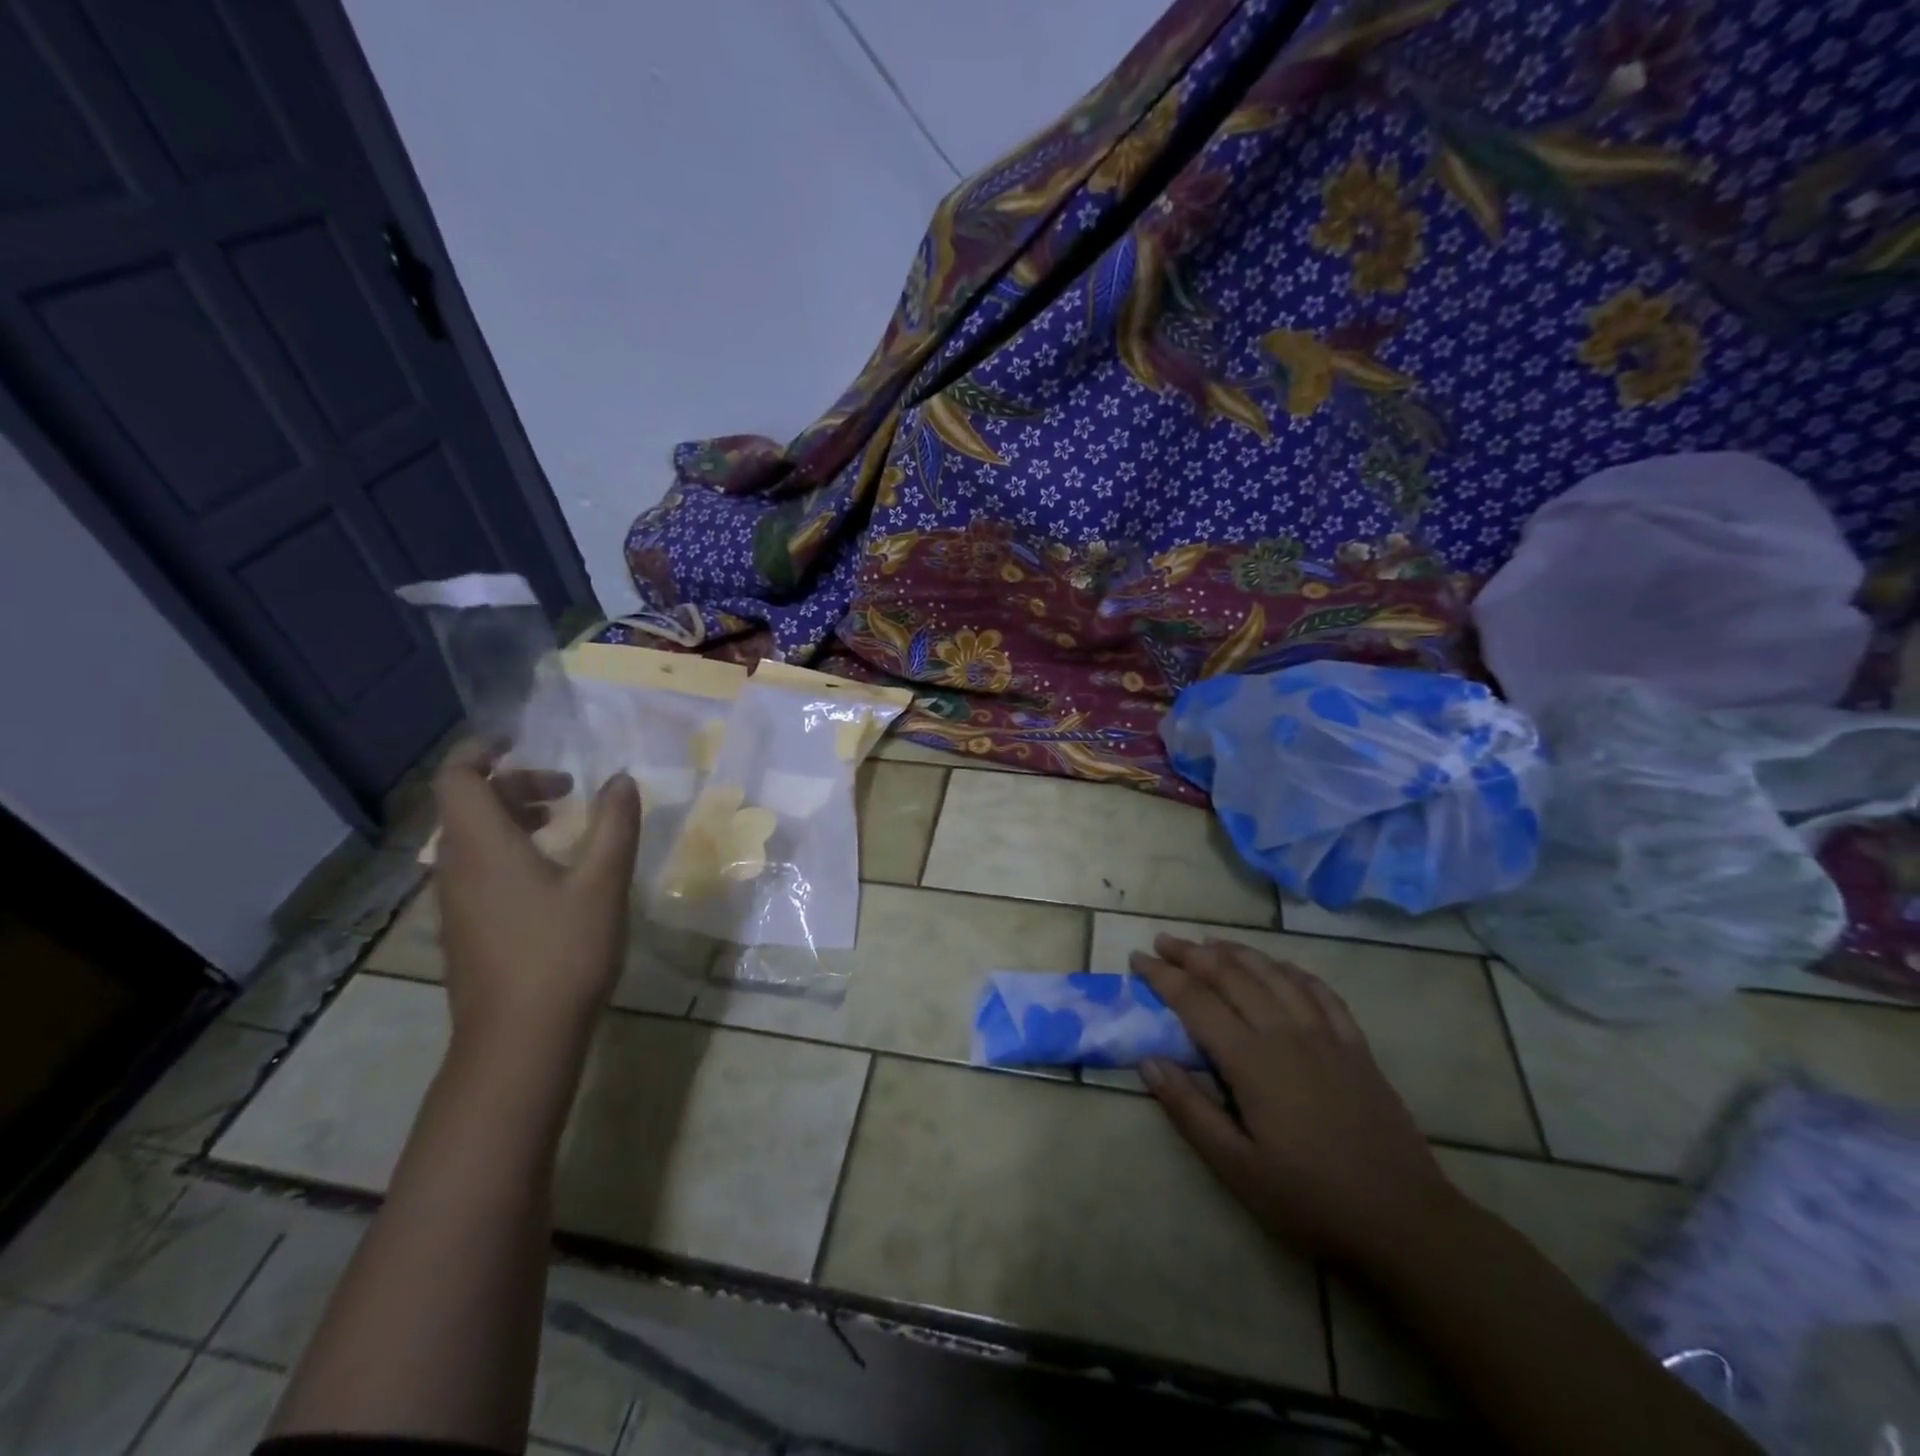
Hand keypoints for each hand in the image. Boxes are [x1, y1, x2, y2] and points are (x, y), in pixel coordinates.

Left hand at [432, 742, 640, 1055]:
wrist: (519, 1039)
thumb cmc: (561, 952)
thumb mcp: (602, 882)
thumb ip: (615, 825)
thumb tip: (621, 779)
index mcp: (482, 845)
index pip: (458, 777)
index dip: (482, 750)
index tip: (522, 740)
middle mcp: (456, 866)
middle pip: (468, 805)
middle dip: (515, 784)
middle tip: (568, 790)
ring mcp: (455, 901)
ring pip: (472, 838)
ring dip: (513, 817)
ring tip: (563, 824)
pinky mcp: (466, 928)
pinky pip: (477, 868)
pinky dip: (509, 849)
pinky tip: (552, 874)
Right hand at [1130, 935, 1461, 1266]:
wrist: (1405, 1221)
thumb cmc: (1311, 1199)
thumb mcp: (1237, 1167)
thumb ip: (1189, 1110)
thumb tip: (1148, 1061)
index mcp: (1252, 1061)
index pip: (1196, 1002)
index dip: (1163, 977)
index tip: (1137, 959)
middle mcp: (1285, 1033)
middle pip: (1231, 976)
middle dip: (1192, 954)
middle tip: (1163, 942)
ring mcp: (1325, 1035)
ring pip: (1274, 974)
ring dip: (1237, 952)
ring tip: (1210, 942)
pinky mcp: (1356, 1046)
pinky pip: (1320, 992)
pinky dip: (1293, 970)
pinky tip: (1280, 967)